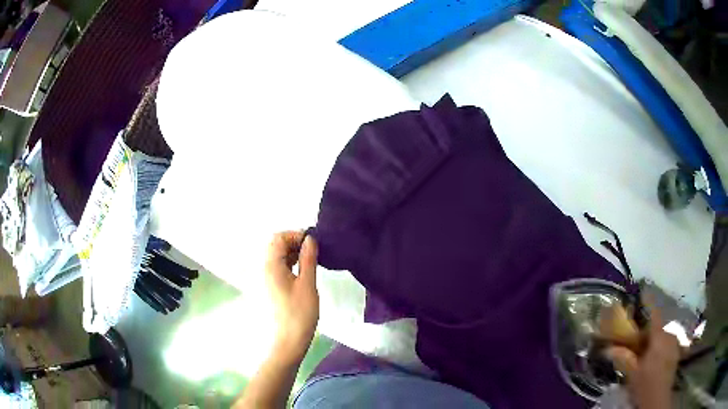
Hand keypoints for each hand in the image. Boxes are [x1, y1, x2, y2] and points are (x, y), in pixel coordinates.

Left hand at [265, 231, 318, 362]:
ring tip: (308, 263)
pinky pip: (274, 268)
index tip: (313, 244)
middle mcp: (261, 269)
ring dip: (290, 254)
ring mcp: (261, 280)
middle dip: (293, 244)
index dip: (295, 235)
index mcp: (270, 265)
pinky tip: (299, 274)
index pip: (278, 237)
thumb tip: (310, 239)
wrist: (286, 342)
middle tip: (312, 253)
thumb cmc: (299, 314)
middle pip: (274, 246)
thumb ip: (308, 259)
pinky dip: (286, 265)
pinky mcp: (265, 288)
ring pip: (274, 257)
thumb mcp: (308, 284)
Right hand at [605, 302, 679, 408]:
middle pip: (657, 326)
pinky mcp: (676, 352)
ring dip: (653, 339)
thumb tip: (606, 348)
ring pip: (662, 335)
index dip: (648, 301)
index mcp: (659, 336)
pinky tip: (653, 357)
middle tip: (636, 338)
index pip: (654, 313)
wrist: (658, 399)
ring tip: (644, 351)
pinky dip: (659, 345)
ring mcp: (674, 343)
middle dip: (647, 329)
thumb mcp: (632, 373)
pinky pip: (667, 343)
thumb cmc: (645, 384)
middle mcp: (669, 334)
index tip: (643, 289)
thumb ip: (622, 358)